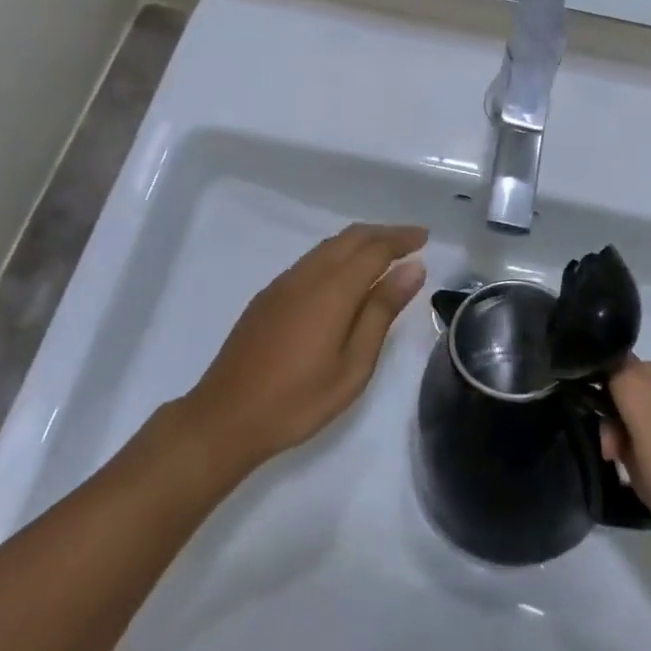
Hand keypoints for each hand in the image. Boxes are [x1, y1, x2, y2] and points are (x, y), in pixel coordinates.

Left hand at [178, 224, 428, 472]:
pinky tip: (345, 275)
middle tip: (412, 240)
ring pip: (329, 245)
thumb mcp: (353, 365)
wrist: (225, 417)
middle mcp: (308, 274)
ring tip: (385, 253)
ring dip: (360, 241)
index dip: (401, 239)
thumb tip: (412, 269)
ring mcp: (284, 283)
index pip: (374, 248)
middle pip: (351, 238)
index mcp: (333, 289)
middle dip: (383, 233)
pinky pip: (312, 259)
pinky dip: (338, 254)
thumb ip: (381, 311)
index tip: (425, 237)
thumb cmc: (298, 400)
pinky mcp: (269, 295)